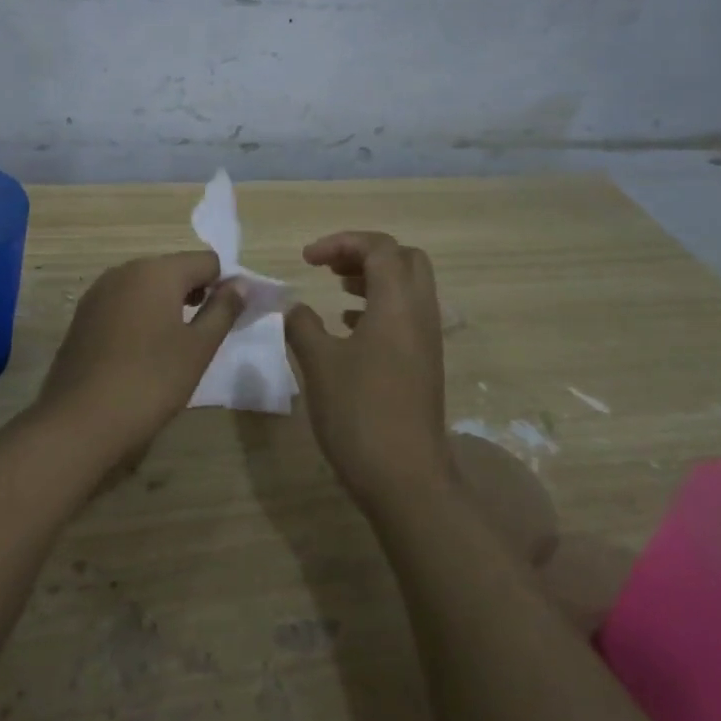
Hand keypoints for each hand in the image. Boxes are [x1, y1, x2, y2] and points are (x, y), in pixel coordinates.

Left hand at [32, 251, 243, 461]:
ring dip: (166, 305)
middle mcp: (125, 270)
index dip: (224, 284)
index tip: (228, 318)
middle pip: (173, 269)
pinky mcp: (83, 315)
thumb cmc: (151, 381)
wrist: (81, 419)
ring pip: (146, 286)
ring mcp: (98, 291)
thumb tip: (240, 283)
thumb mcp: (199, 348)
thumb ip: (223, 310)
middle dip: (194, 293)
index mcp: (157, 271)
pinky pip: (122, 303)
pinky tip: (142, 351)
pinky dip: (140, 316)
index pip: (206, 261)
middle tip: (204, 334)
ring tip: (174, 345)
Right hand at [284, 231, 451, 503]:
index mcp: (397, 304)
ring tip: (336, 289)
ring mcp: (426, 341)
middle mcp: (420, 314)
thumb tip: (294, 307)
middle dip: (365, 254)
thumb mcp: (319, 363)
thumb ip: (302, 325)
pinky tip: (349, 326)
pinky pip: (406, 316)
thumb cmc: (359, 413)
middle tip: (329, 267)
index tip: (306, 259)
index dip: (341, 242)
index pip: (379, 248)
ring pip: (408, 288)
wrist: (405, 477)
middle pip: (405, 259)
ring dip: (373, 279)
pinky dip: (379, 306)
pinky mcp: (423, 364)